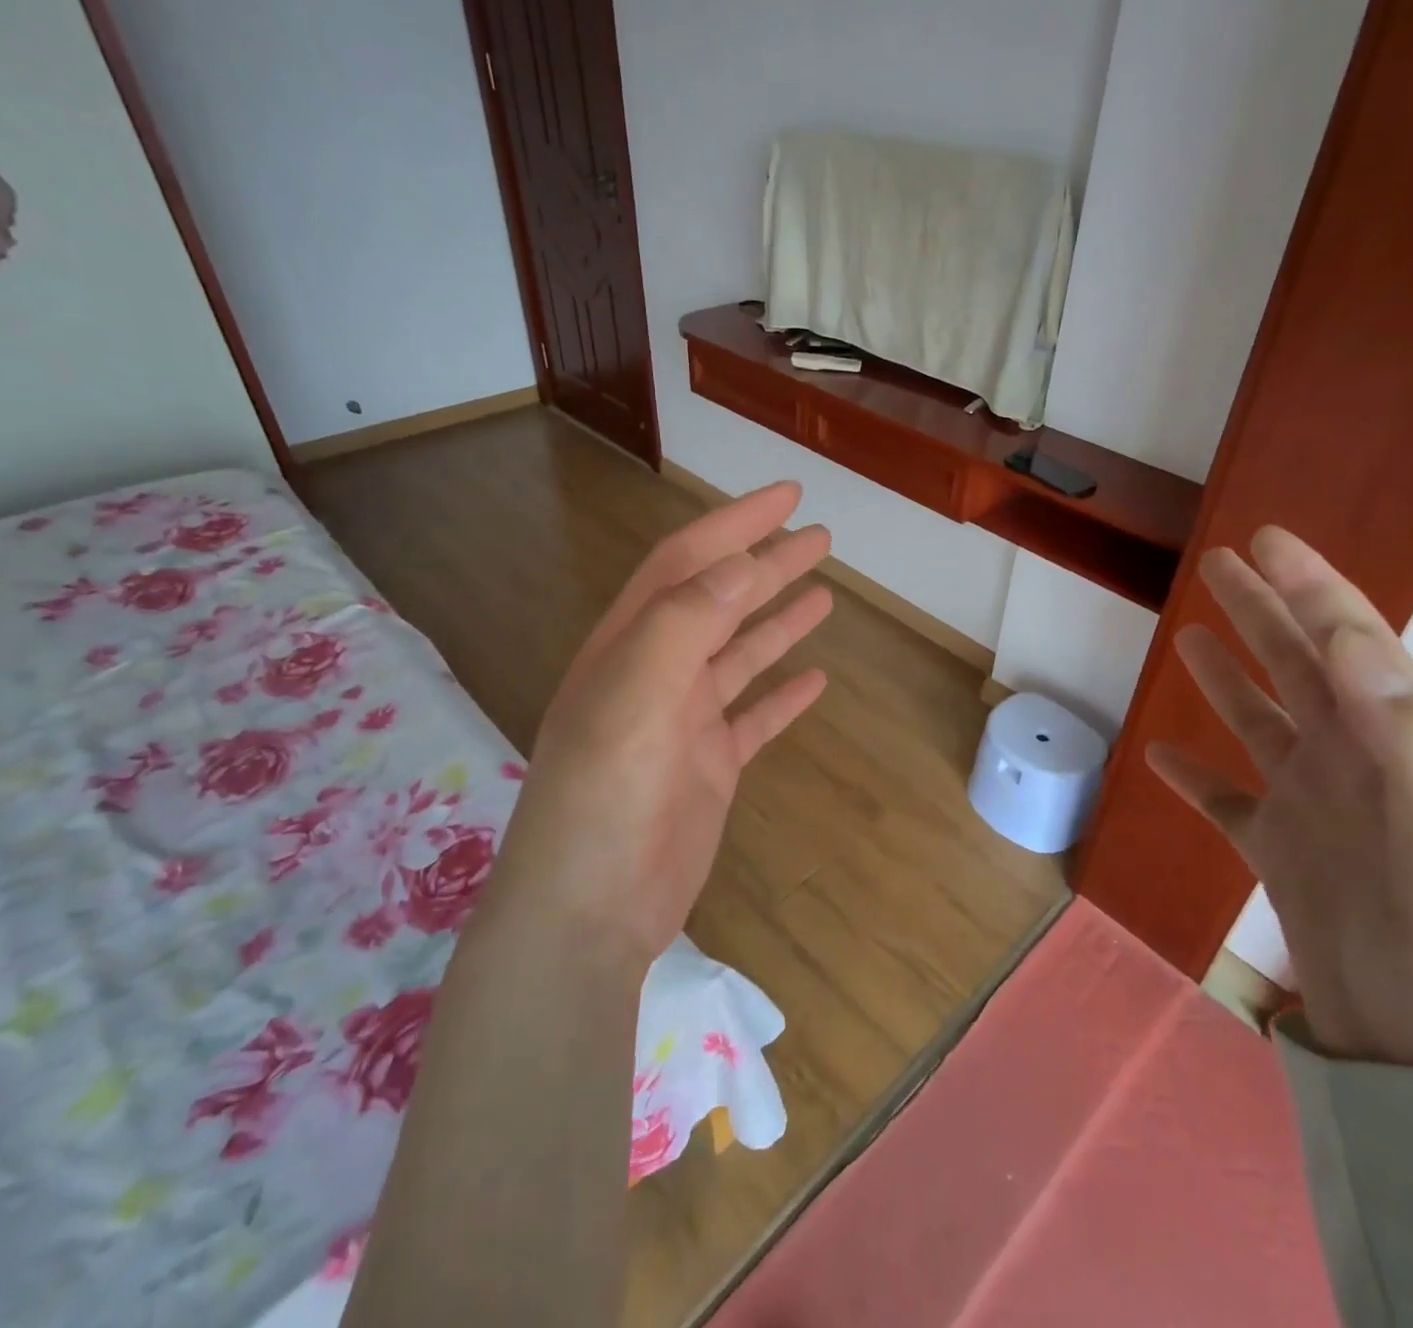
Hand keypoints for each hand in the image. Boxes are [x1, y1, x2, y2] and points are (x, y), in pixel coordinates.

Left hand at [490, 482, 831, 964]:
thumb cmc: (603, 800)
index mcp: (630, 646)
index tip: (786, 497)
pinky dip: (782, 695)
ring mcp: (685, 722)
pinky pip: (754, 717)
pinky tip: (816, 680)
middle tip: (820, 536)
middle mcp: (656, 674)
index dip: (734, 525)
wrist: (588, 915)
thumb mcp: (633, 699)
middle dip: (767, 564)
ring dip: (778, 621)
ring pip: (740, 655)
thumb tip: (739, 564)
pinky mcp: (710, 767)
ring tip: (824, 591)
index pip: (687, 566)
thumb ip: (682, 625)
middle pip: (720, 603)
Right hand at [1146, 527, 1412, 1069]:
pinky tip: (1160, 753)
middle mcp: (1350, 759)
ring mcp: (1309, 803)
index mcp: (1394, 740)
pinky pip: (1226, 798)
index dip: (1308, 585)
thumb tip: (1348, 638)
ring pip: (1259, 722)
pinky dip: (1194, 775)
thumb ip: (1405, 730)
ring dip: (1226, 676)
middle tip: (1220, 563)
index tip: (1265, 539)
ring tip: (1189, 635)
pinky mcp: (1274, 849)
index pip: (1347, 640)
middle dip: (1262, 609)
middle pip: (1297, 666)